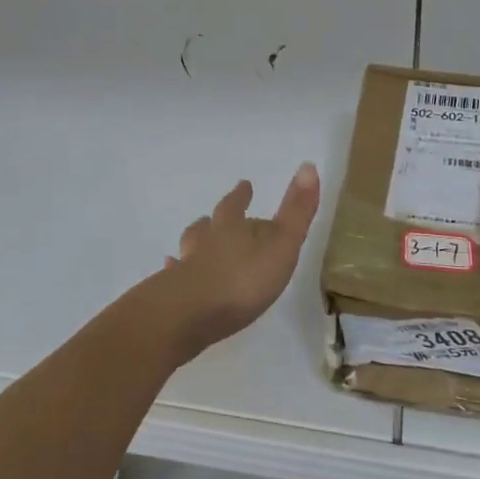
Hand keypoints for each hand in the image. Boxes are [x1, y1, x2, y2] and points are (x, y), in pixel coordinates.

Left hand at [143, 164, 320, 363]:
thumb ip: (296, 211)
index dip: (241, 196)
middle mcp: (205, 242)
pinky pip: (173, 276)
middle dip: (215, 219)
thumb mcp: (281, 244)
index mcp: (231, 228)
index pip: (236, 206)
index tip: (244, 184)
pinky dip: (175, 271)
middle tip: (215, 214)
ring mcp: (186, 267)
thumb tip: (308, 165)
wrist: (189, 313)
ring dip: (195, 242)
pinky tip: (171, 272)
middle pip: (208, 224)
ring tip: (195, 242)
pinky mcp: (173, 294)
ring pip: (189, 246)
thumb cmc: (242, 279)